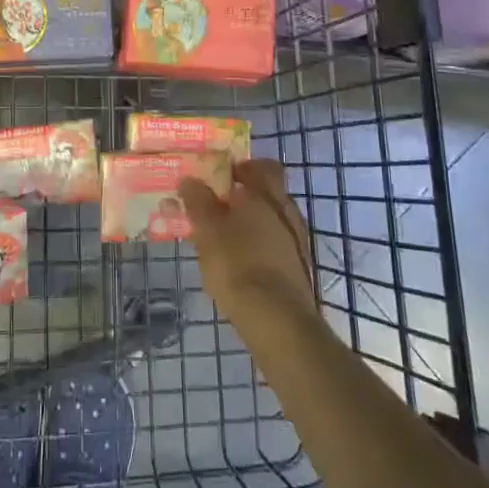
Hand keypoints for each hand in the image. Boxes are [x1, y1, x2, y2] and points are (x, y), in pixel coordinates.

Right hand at [179, 158, 316, 334]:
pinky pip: (275, 245)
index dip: (243, 167)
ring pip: (271, 220)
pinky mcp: (298, 269)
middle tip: (216, 206)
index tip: (221, 175)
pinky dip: (258, 246)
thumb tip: (190, 179)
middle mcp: (288, 212)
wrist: (277, 321)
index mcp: (268, 195)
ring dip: (251, 223)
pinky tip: (240, 261)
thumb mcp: (208, 231)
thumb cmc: (237, 265)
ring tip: (222, 237)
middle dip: (244, 196)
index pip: (263, 166)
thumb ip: (198, 201)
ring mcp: (297, 242)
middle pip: (268, 193)